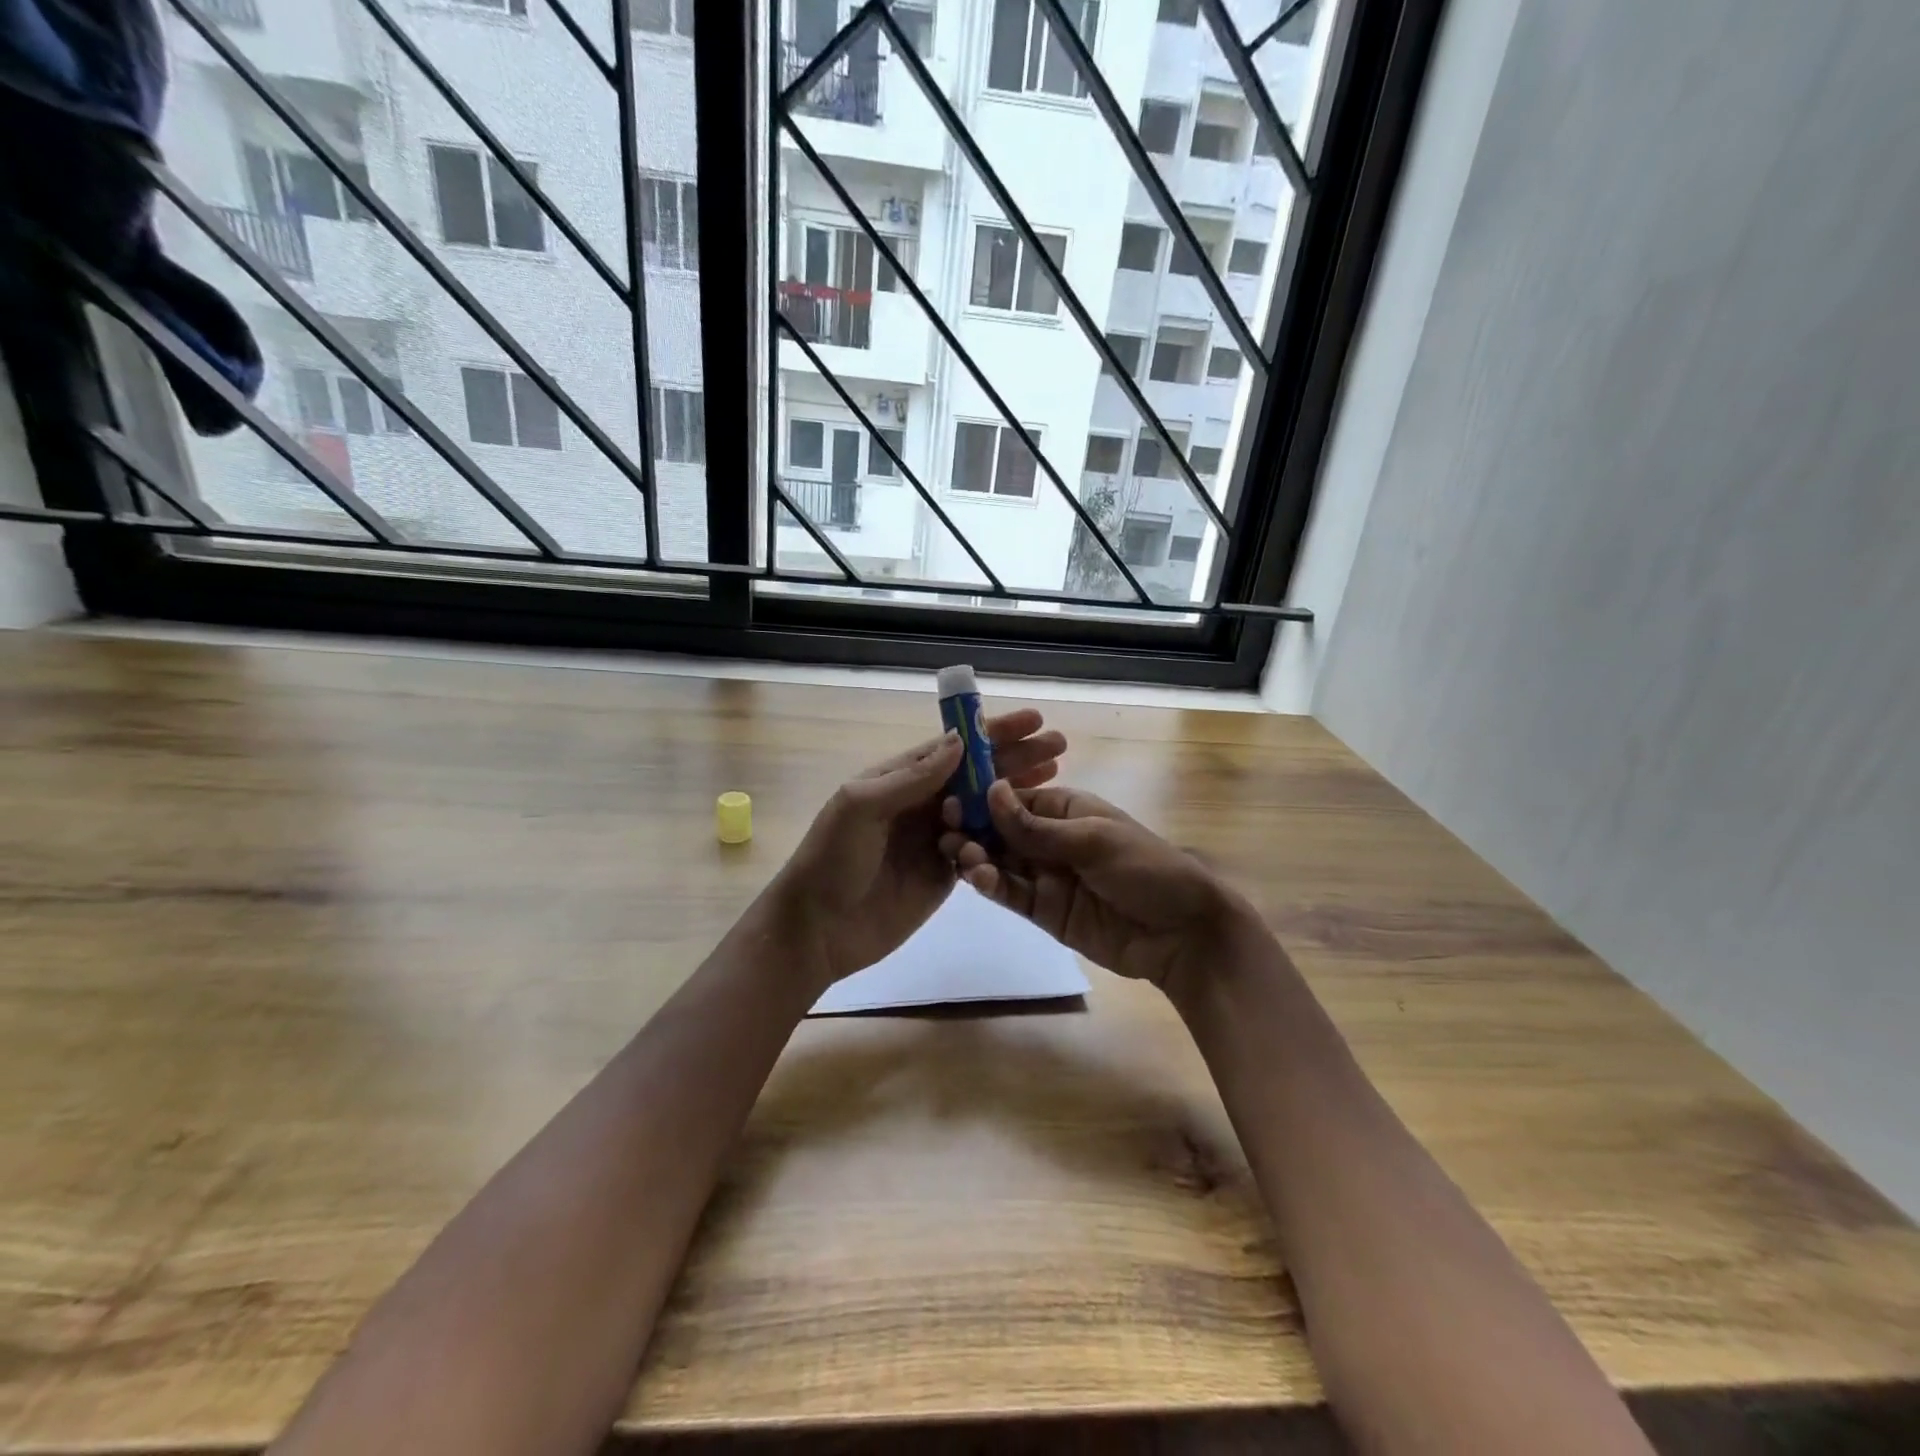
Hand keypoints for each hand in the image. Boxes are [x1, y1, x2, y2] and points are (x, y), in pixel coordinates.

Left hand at [770, 710, 1066, 990]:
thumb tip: (960, 742)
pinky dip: (1007, 834)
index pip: (954, 748)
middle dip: (1016, 757)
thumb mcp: (861, 806)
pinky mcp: (945, 873)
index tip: (1032, 721)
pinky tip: (1036, 824)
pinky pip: (982, 848)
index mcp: (899, 778)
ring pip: (985, 807)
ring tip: (1056, 776)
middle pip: (977, 774)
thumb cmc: (832, 859)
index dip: (993, 733)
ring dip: (1018, 791)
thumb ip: (911, 776)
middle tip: (1058, 746)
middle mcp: (921, 802)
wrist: (818, 930)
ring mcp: (935, 838)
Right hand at [941, 780, 1256, 995]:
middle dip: (974, 829)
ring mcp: (1045, 875)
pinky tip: (978, 880)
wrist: (1181, 934)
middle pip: (1001, 830)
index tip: (952, 800)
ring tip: (960, 857)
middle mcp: (1050, 839)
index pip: (1015, 799)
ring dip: (977, 857)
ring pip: (1000, 861)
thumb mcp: (1093, 840)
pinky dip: (992, 886)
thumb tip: (990, 791)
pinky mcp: (1043, 910)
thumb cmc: (1145, 869)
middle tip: (948, 833)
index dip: (984, 799)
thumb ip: (1036, 826)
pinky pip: (1010, 893)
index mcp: (1065, 809)